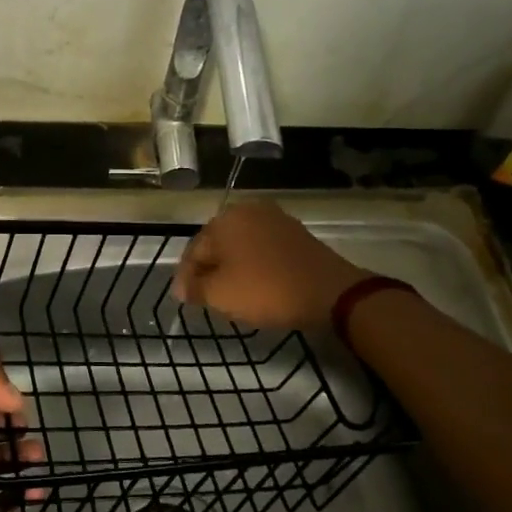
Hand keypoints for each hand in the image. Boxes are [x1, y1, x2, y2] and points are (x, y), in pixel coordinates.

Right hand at [173, 201, 368, 330]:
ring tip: (232, 293)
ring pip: (240, 246)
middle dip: (210, 270)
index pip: (194, 250)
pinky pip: (263, 248)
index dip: (186, 277)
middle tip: (207, 297)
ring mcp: (274, 219)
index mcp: (224, 220)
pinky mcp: (295, 232)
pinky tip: (257, 284)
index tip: (185, 300)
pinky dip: (255, 264)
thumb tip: (181, 287)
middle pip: (217, 245)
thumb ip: (194, 288)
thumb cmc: (266, 289)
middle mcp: (247, 210)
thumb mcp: (220, 294)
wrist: (330, 291)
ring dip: (233, 267)